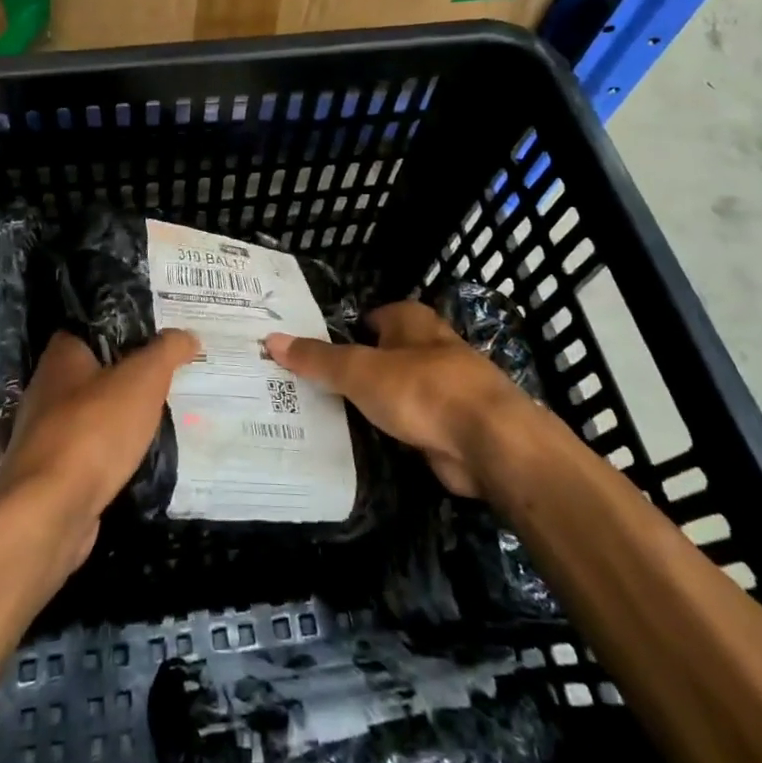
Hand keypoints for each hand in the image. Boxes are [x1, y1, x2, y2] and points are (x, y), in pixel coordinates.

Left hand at [0, 329, 198, 570]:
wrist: (49, 511)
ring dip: (123, 416)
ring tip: (164, 416)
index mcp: (62, 355)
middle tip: (171, 376)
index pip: (94, 326)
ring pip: (95, 414)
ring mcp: (46, 434)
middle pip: (96, 371)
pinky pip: (91, 451)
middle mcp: (47, 388)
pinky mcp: (53, 473)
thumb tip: (187, 336)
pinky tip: (140, 457)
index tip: (163, 336)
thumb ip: (166, 351)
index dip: (128, 327)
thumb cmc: (94, 430)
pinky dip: (114, 452)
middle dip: (131, 375)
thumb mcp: (142, 379)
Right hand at [267, 301, 524, 497]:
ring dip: (371, 403)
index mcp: (411, 321)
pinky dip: (389, 431)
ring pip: (395, 391)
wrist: (490, 445)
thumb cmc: (422, 390)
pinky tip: (360, 444)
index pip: (369, 317)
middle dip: (352, 369)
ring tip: (324, 416)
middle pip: (381, 354)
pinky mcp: (450, 427)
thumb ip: (317, 358)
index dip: (341, 330)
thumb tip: (271, 340)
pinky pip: (408, 424)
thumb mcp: (359, 370)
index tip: (309, 350)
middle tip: (307, 385)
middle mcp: (429, 348)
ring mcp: (443, 389)